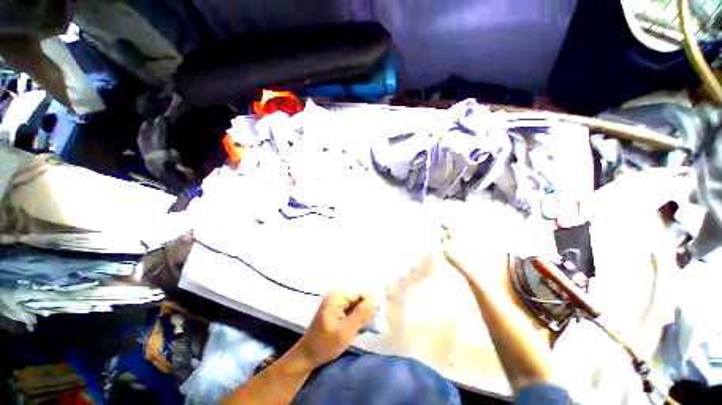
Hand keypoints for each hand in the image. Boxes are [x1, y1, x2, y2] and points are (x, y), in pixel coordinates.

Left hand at [296, 290, 377, 367]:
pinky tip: (360, 327)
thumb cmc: (325, 344)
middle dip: (367, 309)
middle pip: (358, 297)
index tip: (378, 317)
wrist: (308, 356)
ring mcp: (335, 301)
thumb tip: (375, 300)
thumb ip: (361, 314)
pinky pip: (351, 308)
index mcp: (336, 296)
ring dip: (363, 314)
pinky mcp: (336, 309)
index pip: (359, 293)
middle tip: (373, 323)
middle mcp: (336, 294)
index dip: (370, 303)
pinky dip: (357, 317)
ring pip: (356, 303)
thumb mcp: (346, 331)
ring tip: (368, 326)